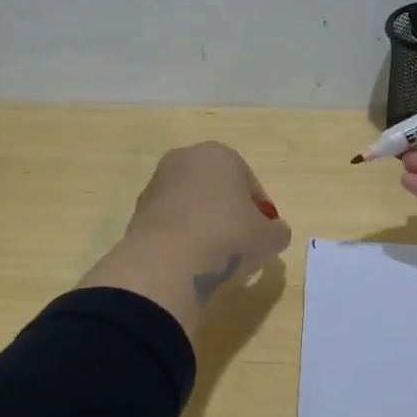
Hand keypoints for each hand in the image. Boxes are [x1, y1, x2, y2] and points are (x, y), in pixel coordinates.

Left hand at [78, 142, 290, 336]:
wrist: (167, 261)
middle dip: (229, 212)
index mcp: (220, 154)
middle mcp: (185, 159)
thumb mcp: (269, 238)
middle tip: (240, 243)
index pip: (249, 182)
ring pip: (192, 203)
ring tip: (214, 255)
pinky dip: (182, 234)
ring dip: (204, 223)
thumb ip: (278, 231)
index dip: (260, 210)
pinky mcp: (138, 209)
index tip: (263, 234)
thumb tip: (274, 232)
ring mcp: (157, 183)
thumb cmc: (227, 237)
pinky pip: (171, 220)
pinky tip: (189, 259)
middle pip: (217, 188)